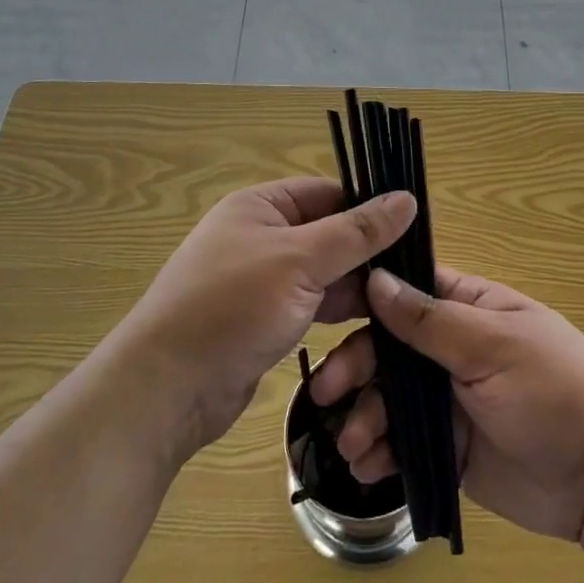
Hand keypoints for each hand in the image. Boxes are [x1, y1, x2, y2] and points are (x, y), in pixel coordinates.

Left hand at [125, 178, 415, 452]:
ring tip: (403, 301)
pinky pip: (312, 304)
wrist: (167, 389)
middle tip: (416, 274)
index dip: (371, 207)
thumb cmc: (232, 306)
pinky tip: (374, 325)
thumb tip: (408, 198)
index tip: (416, 229)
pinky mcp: (265, 319)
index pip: (330, 193)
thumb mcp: (301, 261)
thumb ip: (357, 232)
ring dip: (356, 287)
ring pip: (325, 273)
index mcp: (261, 206)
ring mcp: (263, 280)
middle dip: (368, 254)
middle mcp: (261, 236)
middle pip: (330, 233)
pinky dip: (338, 311)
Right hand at [309, 264, 583, 549]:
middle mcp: (453, 349)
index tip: (328, 316)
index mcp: (470, 308)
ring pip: (389, 398)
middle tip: (326, 393)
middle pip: (388, 349)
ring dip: (363, 417)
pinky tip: (369, 467)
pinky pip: (402, 443)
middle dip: (355, 368)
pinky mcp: (448, 447)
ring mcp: (449, 400)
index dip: (367, 300)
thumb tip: (376, 278)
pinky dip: (381, 453)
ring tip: (353, 446)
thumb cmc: (554, 391)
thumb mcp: (493, 347)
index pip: (408, 291)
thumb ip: (430, 320)